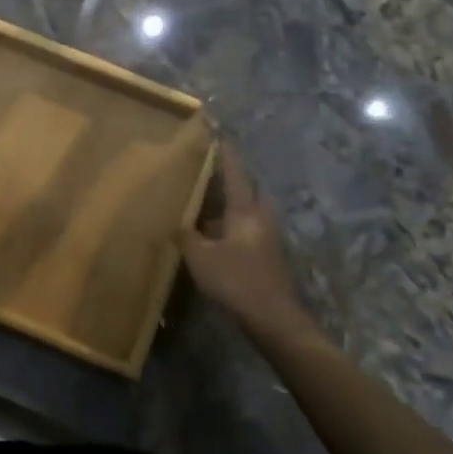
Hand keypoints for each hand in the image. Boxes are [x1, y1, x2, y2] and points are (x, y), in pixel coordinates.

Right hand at [178, 147, 307, 341]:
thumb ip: (187, 237)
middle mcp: (261, 218)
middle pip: (251, 190)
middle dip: (236, 180)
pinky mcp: (270, 256)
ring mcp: (269, 238)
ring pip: (251, 212)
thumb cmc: (236, 280)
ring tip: (209, 208)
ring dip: (234, 207)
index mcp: (245, 211)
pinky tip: (217, 238)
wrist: (274, 318)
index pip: (235, 174)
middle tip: (214, 175)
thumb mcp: (201, 258)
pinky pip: (251, 230)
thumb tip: (178, 224)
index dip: (226, 155)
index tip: (221, 135)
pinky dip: (235, 227)